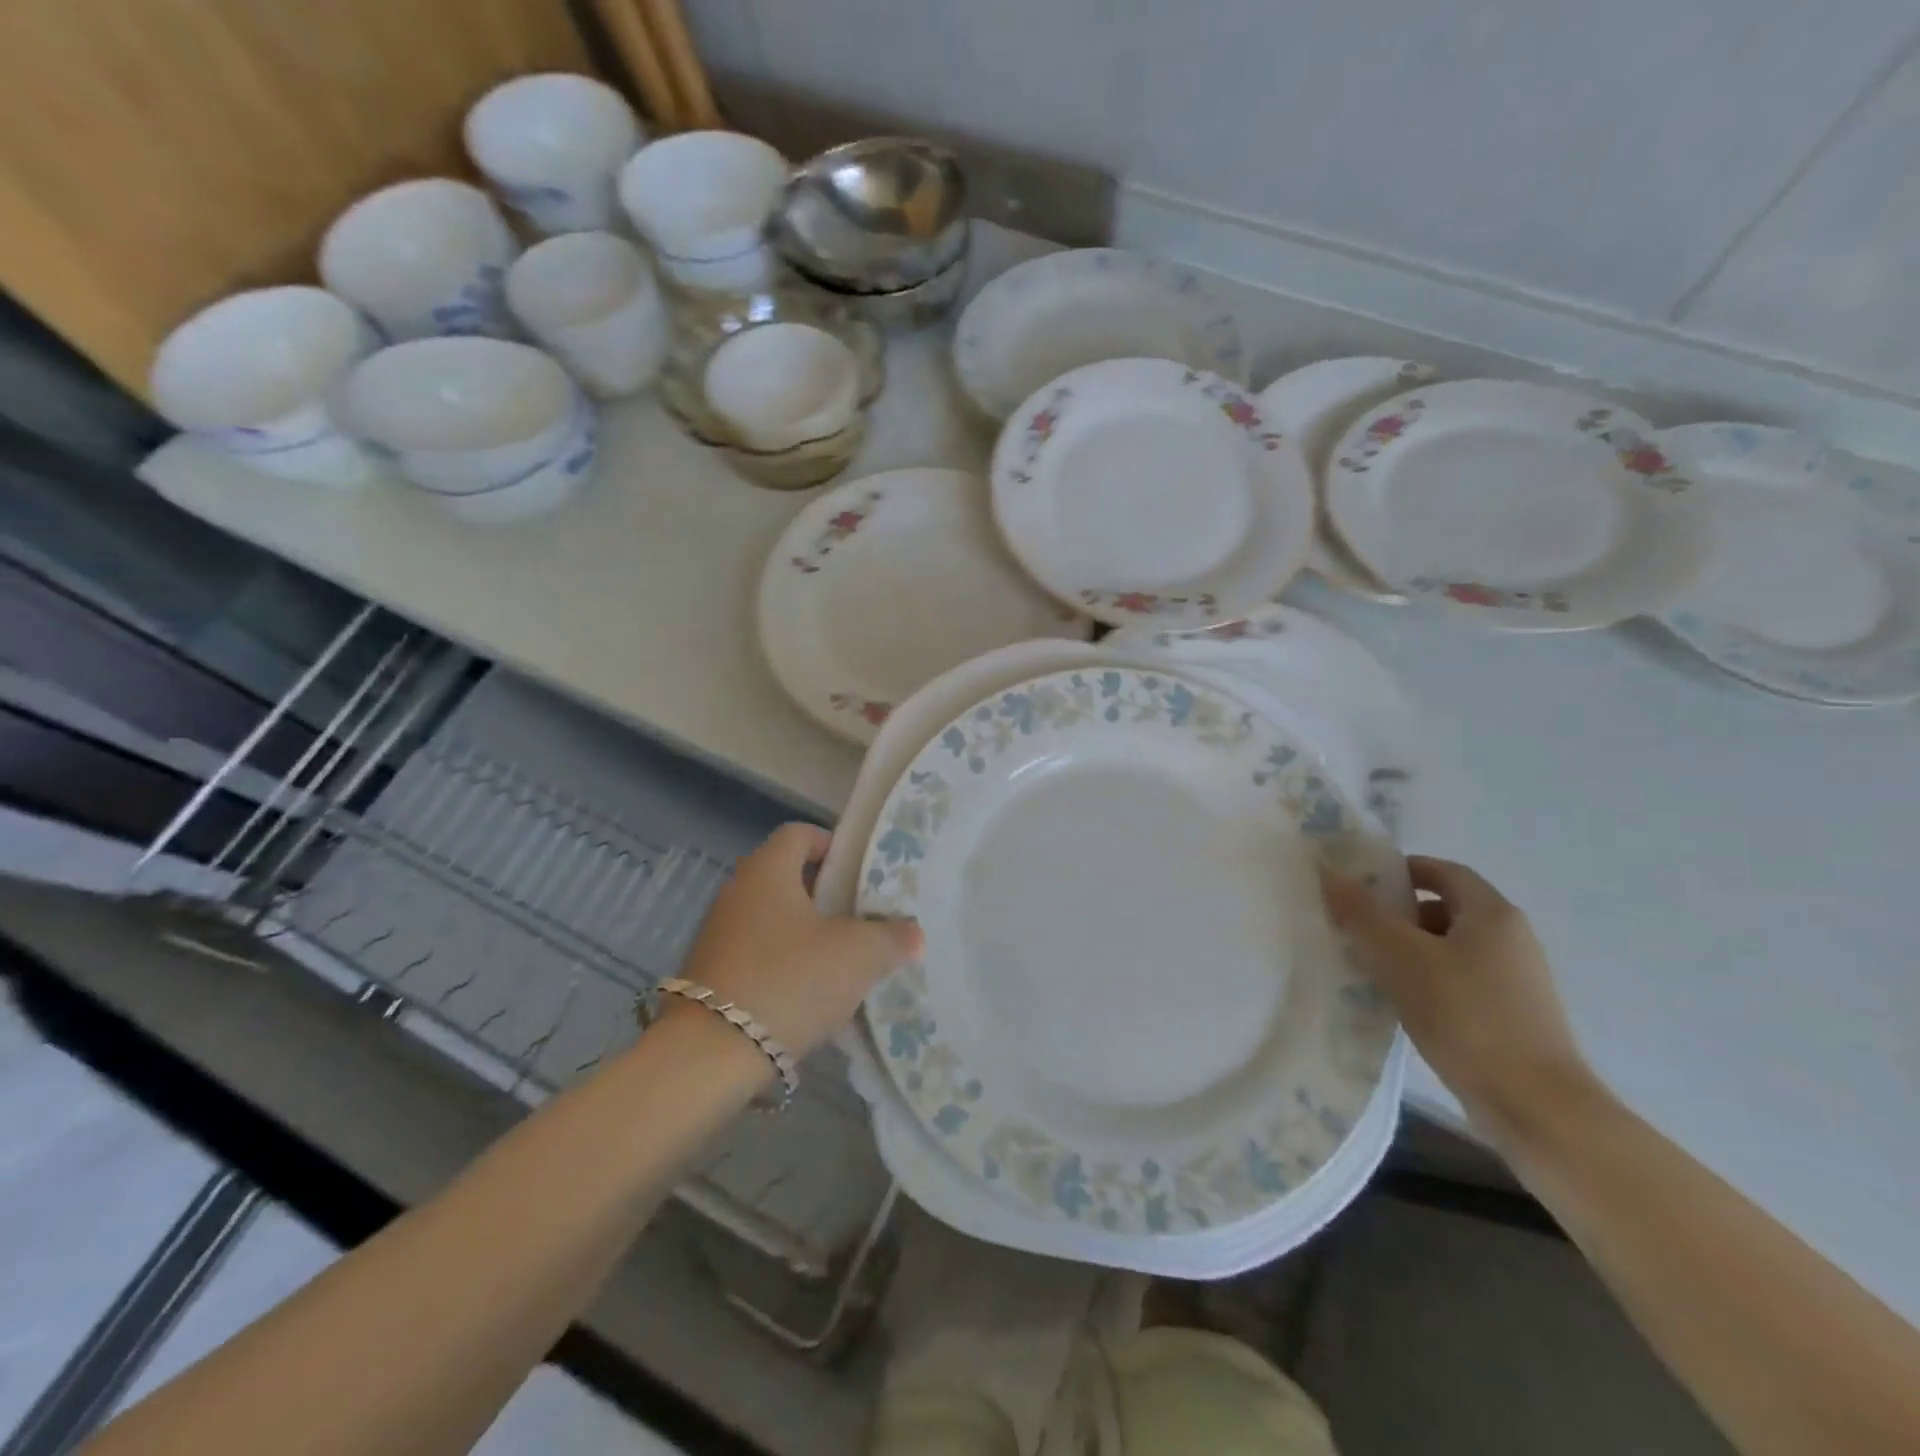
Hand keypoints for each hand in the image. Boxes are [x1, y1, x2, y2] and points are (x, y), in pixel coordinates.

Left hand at [673, 823, 922, 1058]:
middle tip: (861, 918)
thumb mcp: (859, 955)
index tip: (860, 873)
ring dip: (805, 935)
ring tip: (841, 962)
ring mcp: (717, 935)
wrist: (711, 1055)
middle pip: (787, 878)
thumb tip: (912, 933)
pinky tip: (808, 997)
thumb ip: (892, 937)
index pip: (799, 834)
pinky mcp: (709, 976)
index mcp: (768, 871)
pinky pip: (756, 956)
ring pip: (772, 920)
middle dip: (825, 896)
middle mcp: (736, 892)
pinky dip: (783, 966)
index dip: (832, 845)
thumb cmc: (791, 980)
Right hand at [1321, 856, 1595, 1141]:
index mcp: (1493, 914)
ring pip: (1451, 947)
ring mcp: (1517, 980)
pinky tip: (1401, 1003)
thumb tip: (1329, 873)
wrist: (1536, 1106)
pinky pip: (1460, 980)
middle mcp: (1512, 938)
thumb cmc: (1466, 1016)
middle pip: (1446, 908)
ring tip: (1370, 967)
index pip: (1443, 871)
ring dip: (1409, 950)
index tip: (1360, 885)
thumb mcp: (1400, 957)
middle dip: (1398, 914)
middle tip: (1355, 927)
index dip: (1401, 870)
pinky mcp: (1513, 1016)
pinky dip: (1428, 980)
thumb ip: (1361, 912)